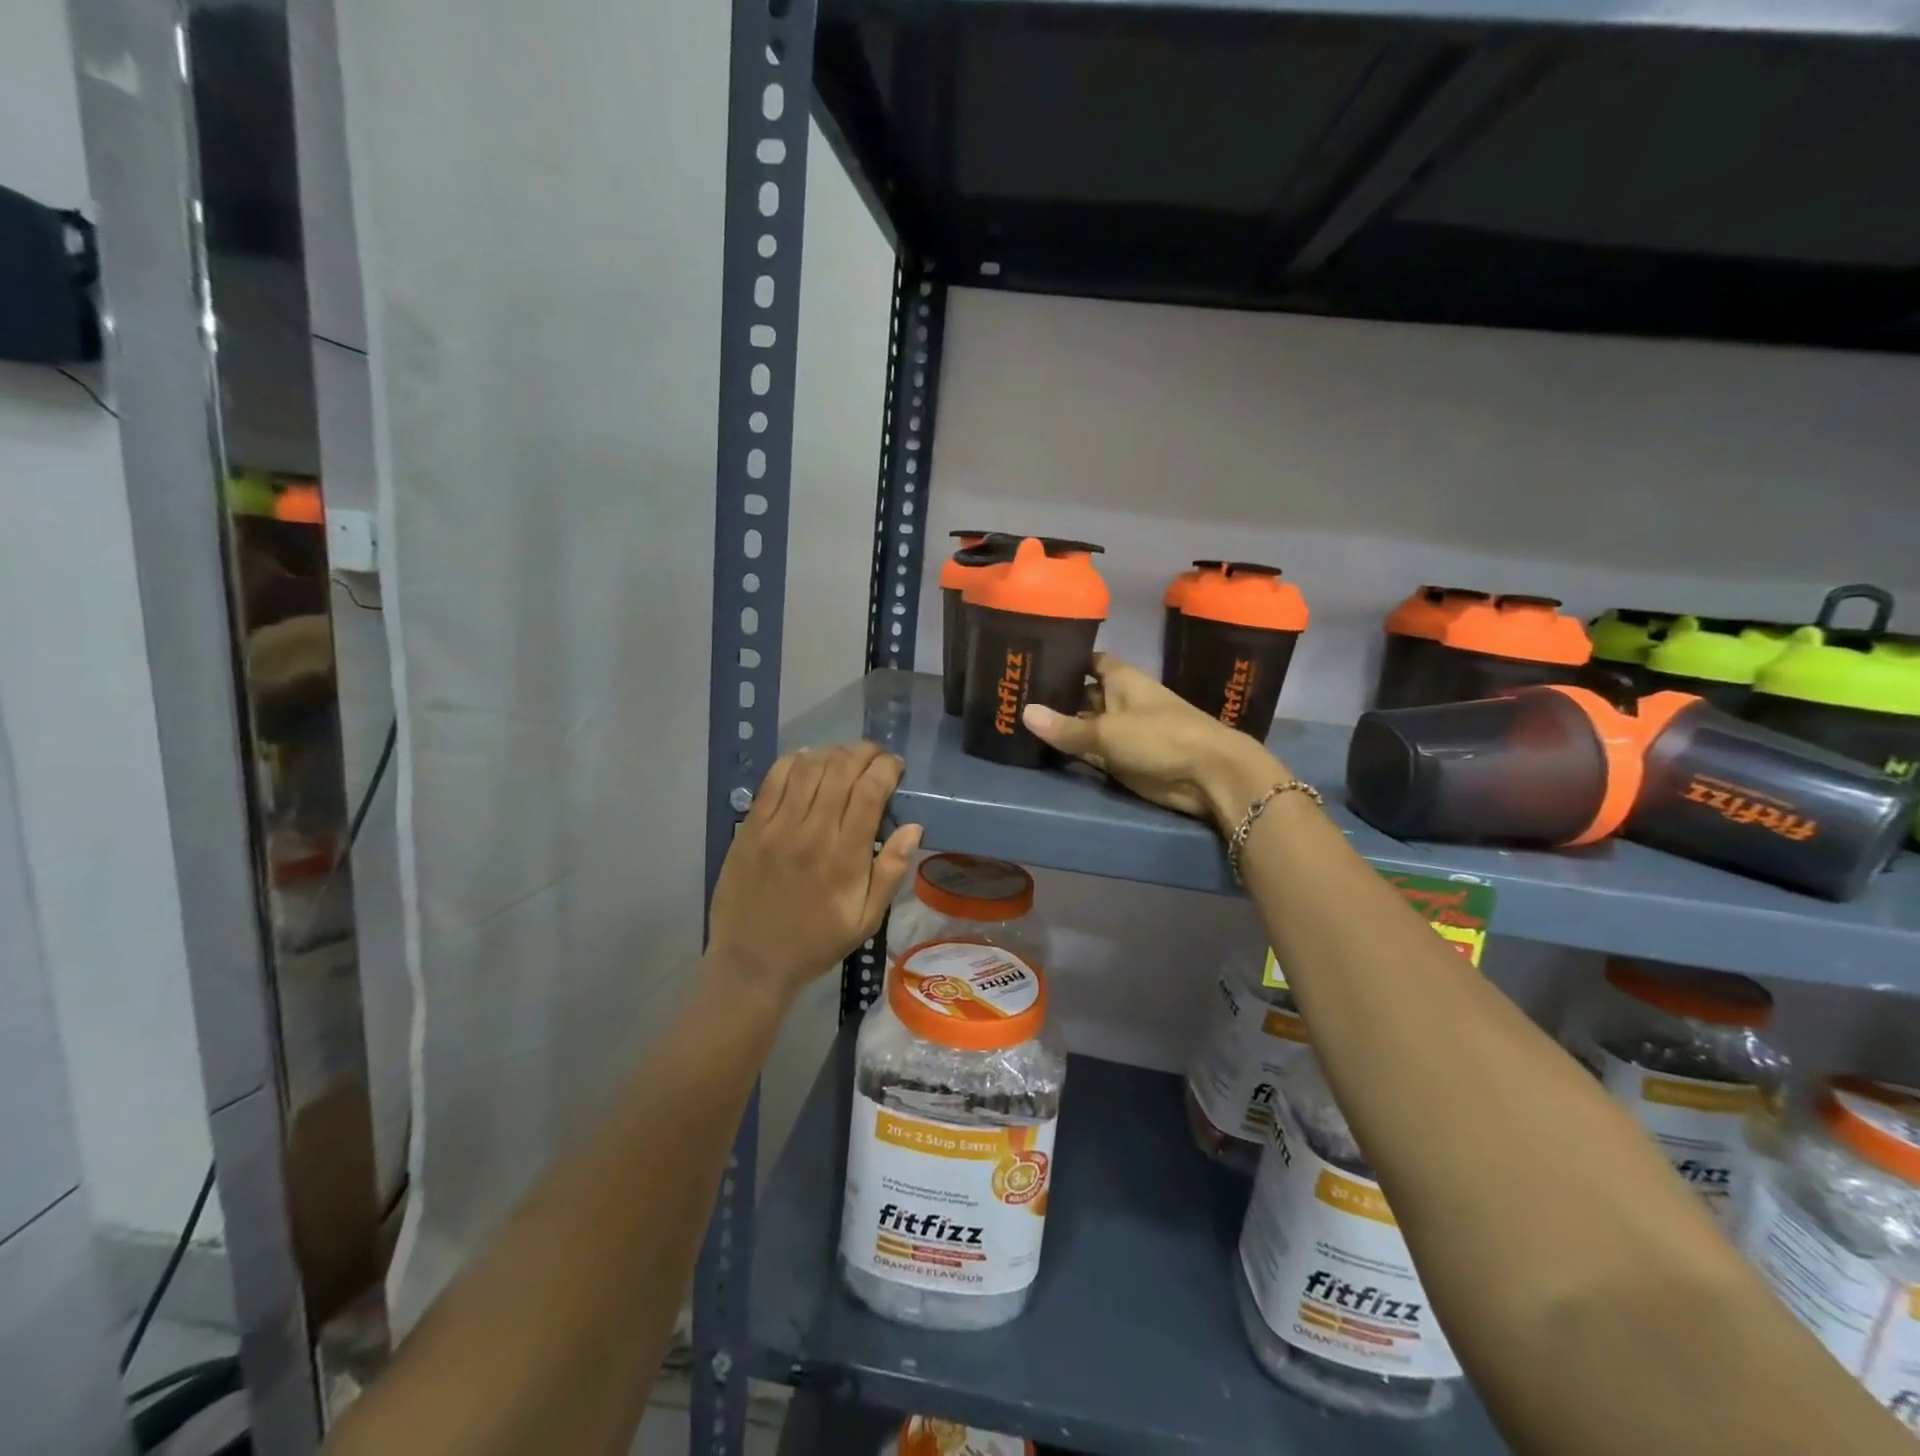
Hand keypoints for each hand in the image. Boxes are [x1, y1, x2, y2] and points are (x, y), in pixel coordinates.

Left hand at [707, 742, 922, 1005]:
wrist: (752, 962)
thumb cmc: (816, 942)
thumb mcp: (866, 919)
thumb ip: (891, 871)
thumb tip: (913, 826)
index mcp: (845, 857)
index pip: (870, 792)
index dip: (886, 768)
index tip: (895, 765)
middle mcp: (812, 833)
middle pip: (841, 770)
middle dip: (864, 753)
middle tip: (875, 755)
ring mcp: (776, 827)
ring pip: (808, 768)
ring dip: (832, 752)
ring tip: (845, 757)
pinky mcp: (750, 827)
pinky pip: (773, 779)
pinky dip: (794, 760)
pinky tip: (808, 760)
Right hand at [1022, 654, 1287, 832]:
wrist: (1208, 776)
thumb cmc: (1161, 737)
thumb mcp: (1108, 731)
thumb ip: (1066, 726)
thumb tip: (1024, 712)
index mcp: (1122, 679)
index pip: (1089, 660)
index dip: (1064, 658)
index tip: (1031, 659)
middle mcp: (1119, 700)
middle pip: (1081, 693)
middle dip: (1054, 694)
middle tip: (1013, 694)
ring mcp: (1121, 731)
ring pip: (1083, 724)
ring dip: (1059, 725)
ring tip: (1015, 718)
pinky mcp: (1121, 760)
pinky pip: (1089, 751)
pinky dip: (1069, 750)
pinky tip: (1039, 747)